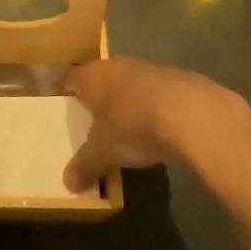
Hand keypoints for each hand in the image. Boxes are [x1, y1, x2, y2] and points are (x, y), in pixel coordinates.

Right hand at [63, 57, 250, 192]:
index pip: (68, 80)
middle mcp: (114, 65)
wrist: (191, 111)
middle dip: (94, 98)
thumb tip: (68, 184)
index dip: (63, 94)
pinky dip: (148, 105)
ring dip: (123, 100)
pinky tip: (154, 125)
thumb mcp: (104, 151)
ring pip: (125, 83)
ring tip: (123, 125)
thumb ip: (85, 165)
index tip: (60, 108)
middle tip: (90, 120)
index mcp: (90, 77)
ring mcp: (144, 68)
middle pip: (97, 79)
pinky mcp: (172, 77)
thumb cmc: (134, 125)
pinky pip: (150, 91)